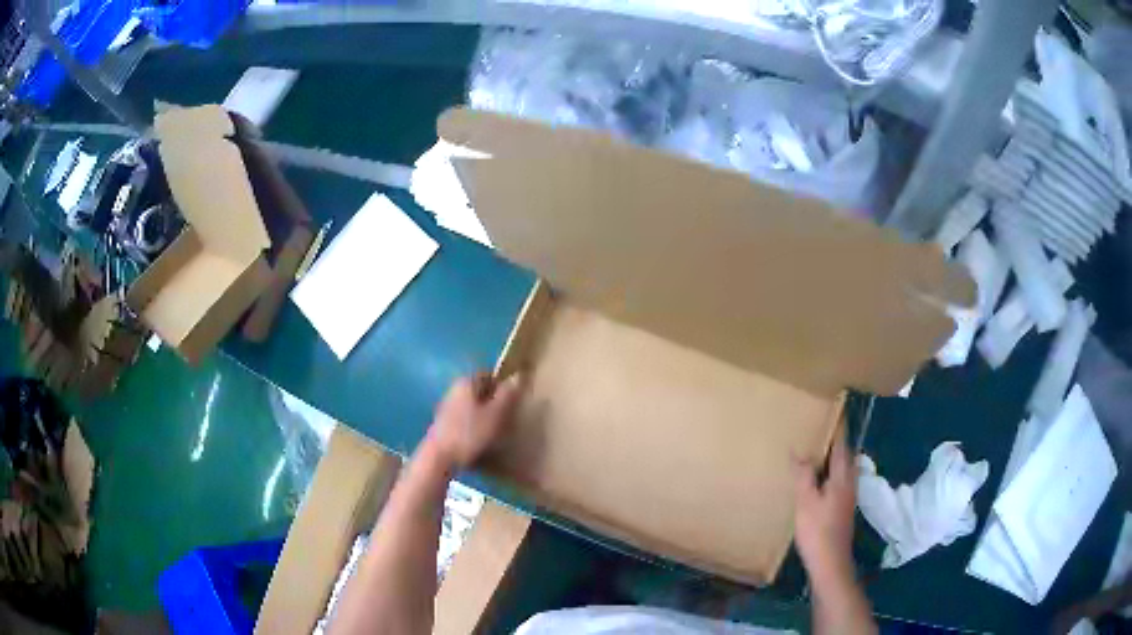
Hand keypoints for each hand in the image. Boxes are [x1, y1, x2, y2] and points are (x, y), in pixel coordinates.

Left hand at [424, 373, 522, 471]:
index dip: (503, 386)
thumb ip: (507, 394)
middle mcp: (454, 389)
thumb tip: (517, 376)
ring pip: (471, 405)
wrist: (439, 458)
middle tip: (507, 417)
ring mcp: (446, 406)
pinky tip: (478, 439)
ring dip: (483, 415)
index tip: (513, 402)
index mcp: (466, 382)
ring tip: (495, 431)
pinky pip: (464, 418)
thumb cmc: (470, 434)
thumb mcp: (495, 414)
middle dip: (493, 401)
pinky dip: (473, 425)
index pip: (489, 374)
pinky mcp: (443, 423)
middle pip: (479, 390)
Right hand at [794, 432, 857, 584]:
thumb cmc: (817, 530)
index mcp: (843, 477)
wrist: (830, 562)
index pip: (842, 445)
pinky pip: (838, 481)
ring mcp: (848, 497)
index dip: (839, 427)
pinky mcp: (842, 508)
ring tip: (816, 450)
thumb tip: (799, 451)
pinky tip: (817, 480)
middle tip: (821, 428)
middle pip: (845, 456)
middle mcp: (849, 483)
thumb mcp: (806, 501)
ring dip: (832, 458)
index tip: (835, 409)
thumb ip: (804, 475)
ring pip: (842, 469)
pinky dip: (829, 472)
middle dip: (836, 441)